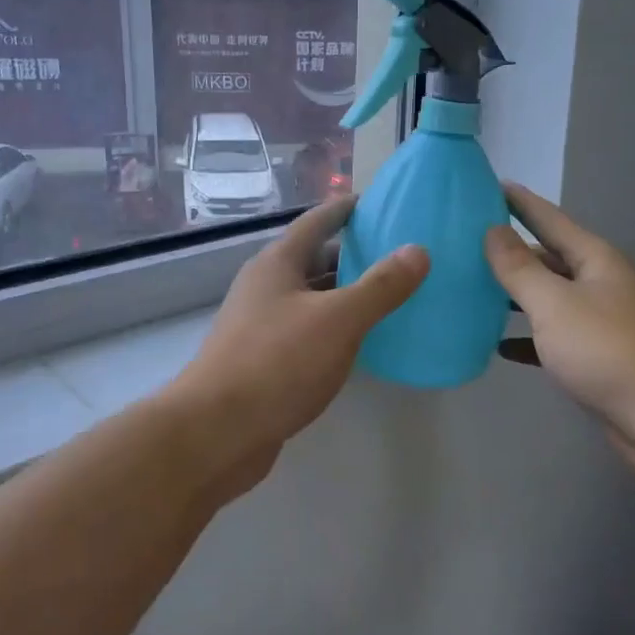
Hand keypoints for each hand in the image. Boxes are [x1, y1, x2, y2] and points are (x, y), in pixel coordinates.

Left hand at [172, 197, 428, 494]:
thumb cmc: (276, 363)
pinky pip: (308, 332)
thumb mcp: (338, 320)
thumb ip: (380, 287)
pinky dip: (335, 329)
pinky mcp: (265, 362)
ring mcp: (261, 326)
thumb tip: (418, 250)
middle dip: (352, 254)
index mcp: (277, 264)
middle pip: (314, 259)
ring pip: (311, 299)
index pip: (316, 222)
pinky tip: (361, 343)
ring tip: (390, 295)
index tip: (377, 202)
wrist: (216, 432)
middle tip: (398, 253)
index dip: (345, 209)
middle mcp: (266, 288)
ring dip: (345, 295)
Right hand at [484, 183, 634, 449]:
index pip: (549, 219)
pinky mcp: (594, 359)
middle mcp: (597, 284)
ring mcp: (598, 322)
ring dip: (513, 296)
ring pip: (547, 299)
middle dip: (509, 252)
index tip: (489, 185)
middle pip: (547, 259)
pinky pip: (551, 339)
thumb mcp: (555, 303)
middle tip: (463, 245)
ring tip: (470, 291)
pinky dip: (525, 339)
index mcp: (593, 260)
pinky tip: (498, 346)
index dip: (519, 203)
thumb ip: (519, 268)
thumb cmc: (608, 349)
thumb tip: (492, 230)